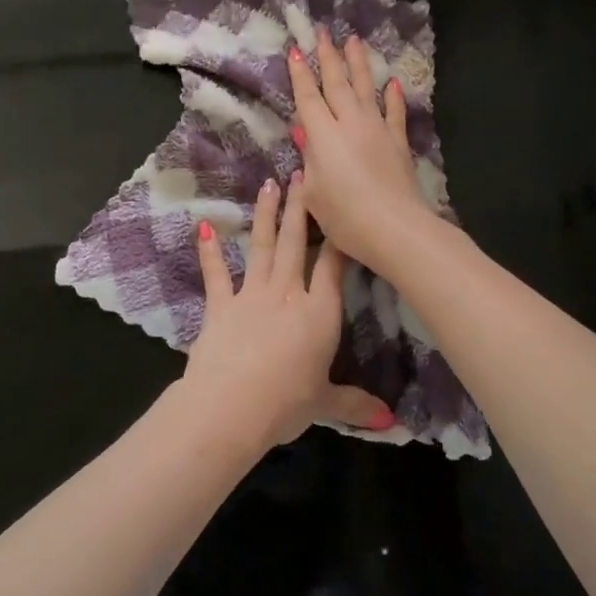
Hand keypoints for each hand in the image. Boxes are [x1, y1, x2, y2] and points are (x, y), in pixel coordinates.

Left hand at [186, 173, 394, 450]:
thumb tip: (391, 422)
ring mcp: (251, 295)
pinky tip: (204, 226)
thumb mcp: (326, 403)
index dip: (338, 237)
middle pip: (295, 243)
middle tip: (302, 173)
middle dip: (301, 207)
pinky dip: (209, 251)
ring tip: (269, 184)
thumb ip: (355, 405)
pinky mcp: (220, 305)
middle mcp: (287, 293)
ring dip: (265, 215)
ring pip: (261, 246)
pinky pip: (216, 273)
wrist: (232, 405)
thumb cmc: (287, 403)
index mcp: (319, 312)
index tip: (341, 210)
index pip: (332, 266)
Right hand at [286, 34, 433, 272]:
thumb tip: (304, 132)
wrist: (395, 228)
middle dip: (329, 56)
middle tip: (324, 31)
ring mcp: (378, 129)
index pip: (308, 97)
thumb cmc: (345, 217)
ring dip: (359, 63)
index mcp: (323, 135)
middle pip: (337, 83)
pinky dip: (393, 97)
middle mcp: (350, 123)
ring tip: (354, 40)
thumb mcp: (314, 193)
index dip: (301, 74)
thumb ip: (309, 159)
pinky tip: (392, 83)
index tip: (296, 50)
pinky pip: (394, 112)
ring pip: (366, 88)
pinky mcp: (398, 142)